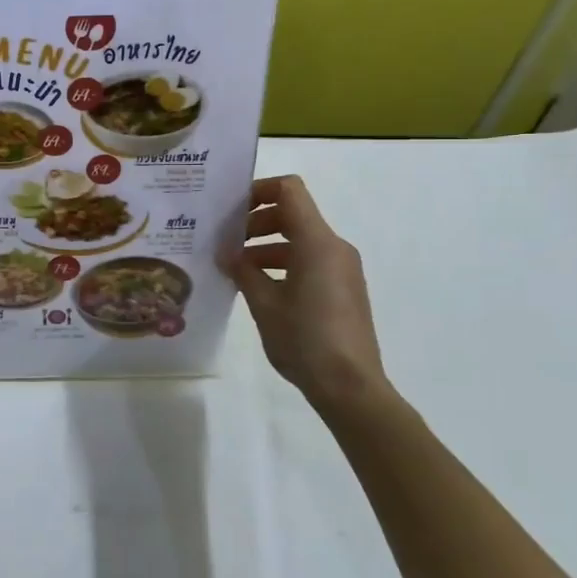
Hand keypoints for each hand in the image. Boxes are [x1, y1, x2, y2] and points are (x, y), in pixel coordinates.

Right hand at [227, 176, 395, 419]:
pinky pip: (310, 261)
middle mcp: (334, 247)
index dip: (258, 190)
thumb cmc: (304, 339)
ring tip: (236, 268)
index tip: (231, 210)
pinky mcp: (343, 289)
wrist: (351, 387)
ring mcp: (342, 269)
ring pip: (300, 240)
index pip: (289, 191)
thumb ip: (243, 271)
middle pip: (292, 214)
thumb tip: (228, 254)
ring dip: (266, 246)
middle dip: (256, 222)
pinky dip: (283, 264)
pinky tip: (259, 288)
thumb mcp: (264, 303)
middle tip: (226, 243)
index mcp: (317, 243)